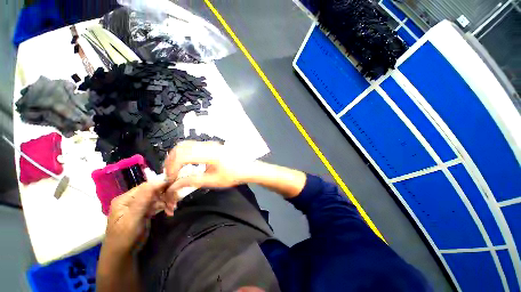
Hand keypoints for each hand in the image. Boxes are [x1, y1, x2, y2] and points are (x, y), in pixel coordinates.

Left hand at [104, 181, 167, 254]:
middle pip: (152, 191)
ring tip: (173, 208)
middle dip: (165, 194)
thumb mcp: (132, 219)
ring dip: (166, 201)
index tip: (174, 186)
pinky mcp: (144, 211)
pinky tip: (170, 211)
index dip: (160, 185)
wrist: (122, 255)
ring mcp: (138, 205)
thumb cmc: (124, 238)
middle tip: (175, 201)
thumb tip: (157, 182)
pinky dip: (165, 206)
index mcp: (124, 199)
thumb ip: (143, 200)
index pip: (145, 186)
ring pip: (157, 197)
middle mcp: (131, 199)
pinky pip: (157, 204)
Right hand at [163, 141, 248, 213]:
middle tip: (169, 173)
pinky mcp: (211, 145)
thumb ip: (192, 181)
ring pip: (185, 145)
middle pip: (181, 147)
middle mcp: (208, 145)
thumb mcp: (212, 181)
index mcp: (210, 154)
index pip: (183, 156)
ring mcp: (210, 143)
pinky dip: (183, 153)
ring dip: (176, 156)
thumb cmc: (232, 175)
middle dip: (170, 160)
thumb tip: (174, 184)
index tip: (171, 179)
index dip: (172, 167)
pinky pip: (192, 146)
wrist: (246, 168)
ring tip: (174, 169)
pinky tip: (184, 163)